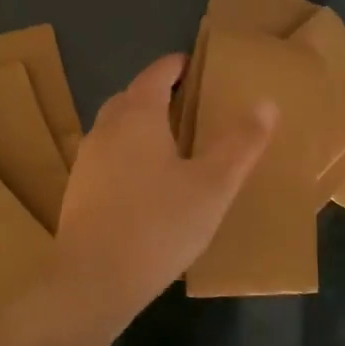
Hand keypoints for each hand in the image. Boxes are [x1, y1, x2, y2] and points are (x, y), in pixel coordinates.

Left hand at [48, 53, 276, 327]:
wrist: (93, 279)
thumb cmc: (159, 225)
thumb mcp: (212, 186)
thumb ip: (240, 144)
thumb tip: (266, 104)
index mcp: (137, 116)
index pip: (156, 74)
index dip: (176, 66)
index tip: (194, 66)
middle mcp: (106, 129)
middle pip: (131, 97)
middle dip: (157, 94)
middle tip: (188, 105)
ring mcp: (87, 160)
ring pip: (115, 128)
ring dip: (139, 125)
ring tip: (170, 143)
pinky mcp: (78, 190)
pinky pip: (107, 157)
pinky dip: (127, 154)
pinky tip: (145, 184)